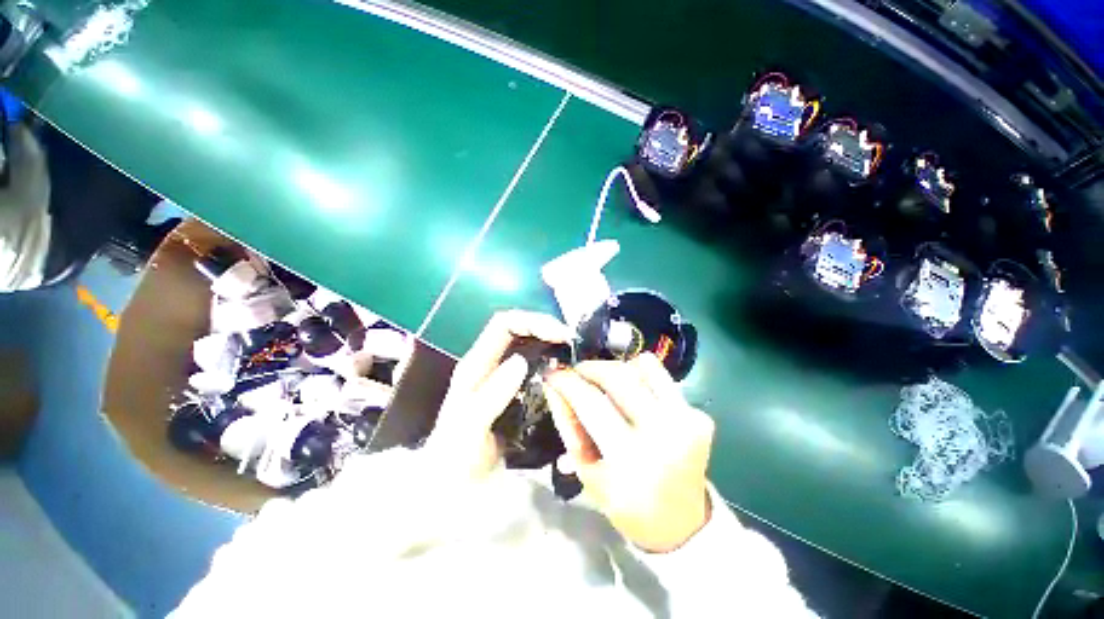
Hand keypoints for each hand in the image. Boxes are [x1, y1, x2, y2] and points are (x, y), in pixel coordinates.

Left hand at [426, 310, 573, 479]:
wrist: (454, 484)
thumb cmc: (456, 458)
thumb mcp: (468, 429)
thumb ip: (490, 396)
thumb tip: (520, 360)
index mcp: (476, 364)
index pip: (504, 324)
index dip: (532, 321)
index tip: (560, 335)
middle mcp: (490, 363)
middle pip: (519, 330)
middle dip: (547, 329)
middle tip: (573, 344)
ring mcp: (503, 376)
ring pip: (529, 346)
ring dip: (551, 344)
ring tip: (574, 354)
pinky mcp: (515, 389)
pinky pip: (536, 366)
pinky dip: (552, 362)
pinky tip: (566, 373)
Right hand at [544, 354, 714, 552]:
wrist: (680, 522)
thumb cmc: (625, 503)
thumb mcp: (586, 470)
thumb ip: (568, 424)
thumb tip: (554, 385)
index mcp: (631, 459)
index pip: (590, 403)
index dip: (567, 382)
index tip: (553, 373)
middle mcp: (664, 432)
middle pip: (619, 375)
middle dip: (591, 367)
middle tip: (578, 373)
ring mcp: (687, 419)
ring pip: (644, 365)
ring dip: (618, 369)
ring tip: (607, 385)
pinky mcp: (699, 413)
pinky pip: (662, 377)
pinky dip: (641, 378)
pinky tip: (634, 397)